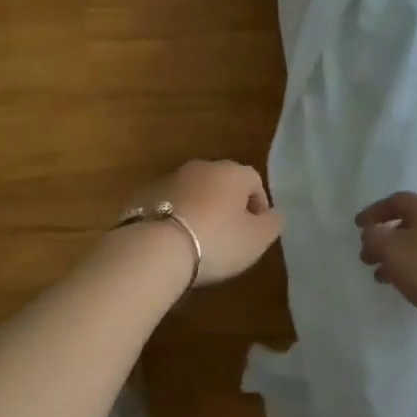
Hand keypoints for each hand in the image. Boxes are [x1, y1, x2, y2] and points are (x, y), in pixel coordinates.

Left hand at [126, 159, 283, 286]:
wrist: (154, 249)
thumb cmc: (216, 241)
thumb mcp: (257, 239)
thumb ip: (272, 224)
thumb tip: (273, 214)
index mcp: (231, 172)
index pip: (254, 180)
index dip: (259, 205)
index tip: (256, 230)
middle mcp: (201, 167)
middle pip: (222, 183)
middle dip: (228, 205)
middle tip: (229, 236)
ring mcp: (169, 178)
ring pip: (194, 192)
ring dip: (200, 210)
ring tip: (198, 242)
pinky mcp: (143, 195)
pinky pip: (168, 204)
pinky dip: (174, 217)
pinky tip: (173, 242)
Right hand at [357, 192, 416, 323]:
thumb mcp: (390, 250)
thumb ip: (373, 237)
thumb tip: (372, 233)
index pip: (394, 202)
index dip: (373, 212)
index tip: (357, 226)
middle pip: (407, 222)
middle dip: (383, 238)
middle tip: (367, 256)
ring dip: (397, 255)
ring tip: (381, 276)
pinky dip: (413, 266)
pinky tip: (405, 284)